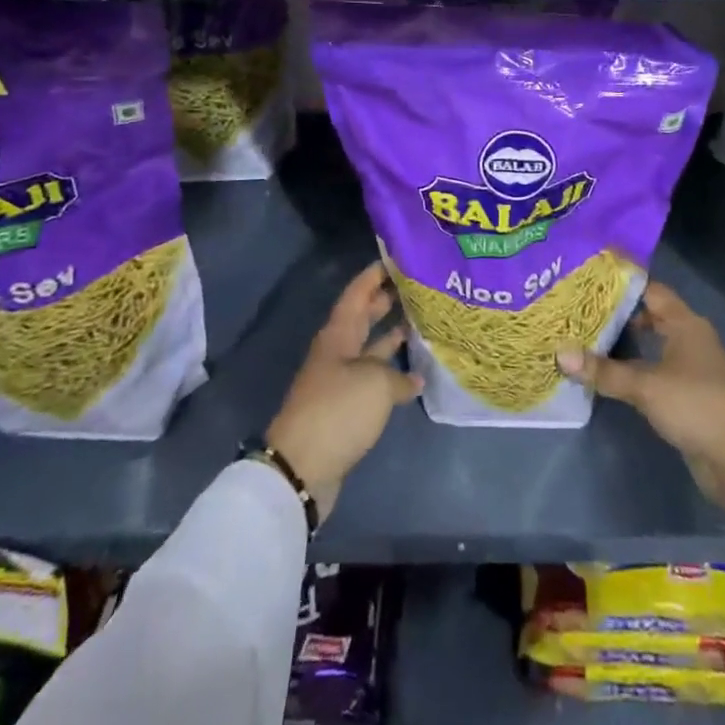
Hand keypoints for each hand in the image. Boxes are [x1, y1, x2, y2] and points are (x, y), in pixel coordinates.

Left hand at [265, 262, 421, 521]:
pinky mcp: (345, 407)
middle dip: (386, 300)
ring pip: (369, 348)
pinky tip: (415, 374)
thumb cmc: (338, 410)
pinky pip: (372, 378)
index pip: (357, 292)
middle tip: (416, 286)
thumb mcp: (375, 384)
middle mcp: (338, 351)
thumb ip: (398, 376)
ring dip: (391, 336)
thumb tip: (413, 378)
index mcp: (339, 334)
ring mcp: (340, 380)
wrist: (303, 467)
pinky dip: (391, 373)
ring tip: (421, 323)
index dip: (375, 274)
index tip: (399, 258)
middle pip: (363, 317)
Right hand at [557, 282, 724, 536]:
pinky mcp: (690, 394)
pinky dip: (635, 367)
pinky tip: (611, 374)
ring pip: (653, 344)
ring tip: (588, 338)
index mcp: (686, 323)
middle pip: (651, 315)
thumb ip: (604, 371)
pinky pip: (656, 368)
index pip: (651, 290)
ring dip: (626, 342)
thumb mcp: (645, 386)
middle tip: (580, 309)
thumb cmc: (695, 406)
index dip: (623, 282)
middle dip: (619, 312)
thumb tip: (560, 353)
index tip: (590, 277)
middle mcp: (691, 338)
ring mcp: (693, 367)